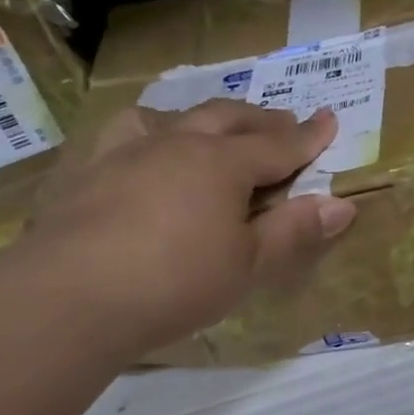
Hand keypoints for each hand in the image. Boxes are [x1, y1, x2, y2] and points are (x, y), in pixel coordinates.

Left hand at [27, 100, 355, 356]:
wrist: (69, 297)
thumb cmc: (177, 282)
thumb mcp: (249, 264)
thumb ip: (295, 231)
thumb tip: (344, 204)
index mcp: (222, 164)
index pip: (278, 145)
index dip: (308, 136)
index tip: (329, 119)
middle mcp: (176, 143)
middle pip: (227, 118)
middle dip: (260, 120)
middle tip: (282, 122)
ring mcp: (124, 151)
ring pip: (170, 116)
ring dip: (200, 118)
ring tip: (208, 129)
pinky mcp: (84, 170)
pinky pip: (120, 133)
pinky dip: (144, 133)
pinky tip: (140, 151)